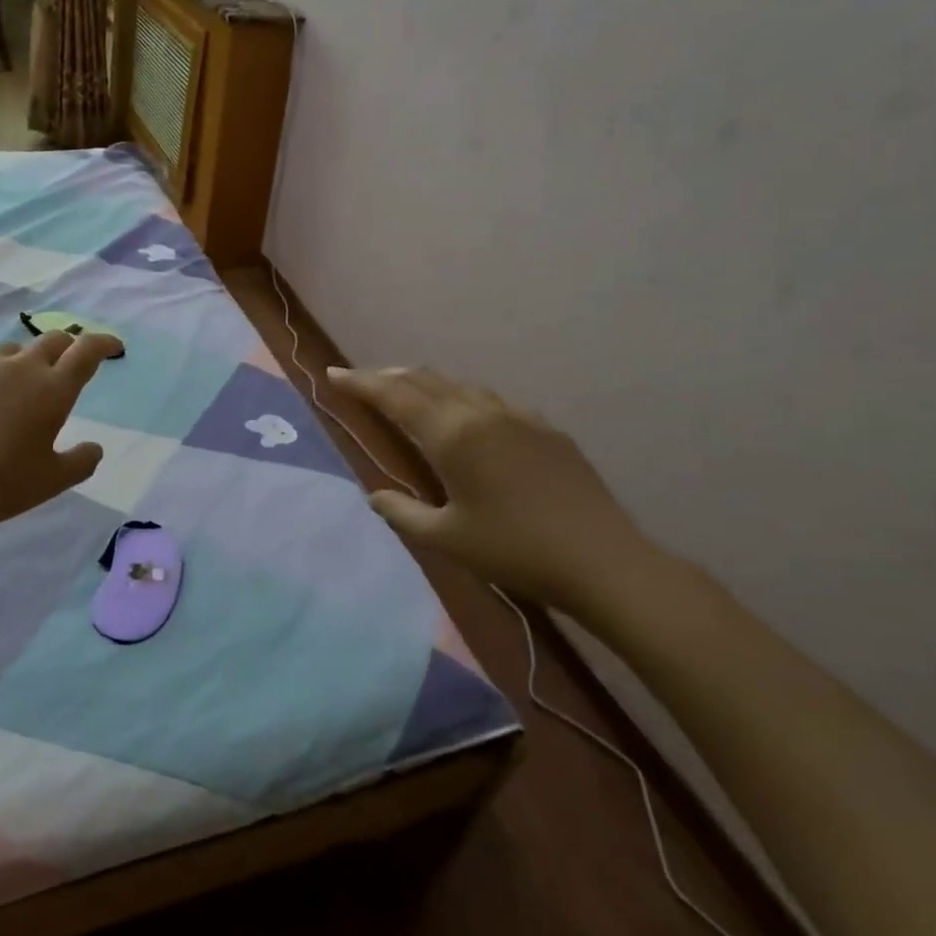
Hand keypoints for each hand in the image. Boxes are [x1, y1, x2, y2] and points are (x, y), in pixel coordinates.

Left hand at [0, 331, 121, 545]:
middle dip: (66, 348)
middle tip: (64, 366)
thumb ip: (82, 461)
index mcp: (53, 390)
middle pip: (51, 340)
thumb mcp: (51, 482)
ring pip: (8, 352)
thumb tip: (95, 447)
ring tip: (7, 393)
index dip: (103, 343)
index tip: (112, 346)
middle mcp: (20, 366)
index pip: (87, 351)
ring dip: (18, 366)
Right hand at [327, 366, 656, 611]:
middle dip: (388, 377)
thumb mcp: (446, 539)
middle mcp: (481, 413)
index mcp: (452, 435)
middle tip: (363, 384)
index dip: (360, 383)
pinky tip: (466, 419)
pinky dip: (463, 399)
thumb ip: (402, 513)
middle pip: (425, 380)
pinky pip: (492, 401)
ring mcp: (518, 416)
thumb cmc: (514, 551)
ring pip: (460, 386)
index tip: (333, 375)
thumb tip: (374, 496)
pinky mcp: (545, 429)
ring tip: (407, 395)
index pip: (394, 396)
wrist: (603, 560)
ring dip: (426, 385)